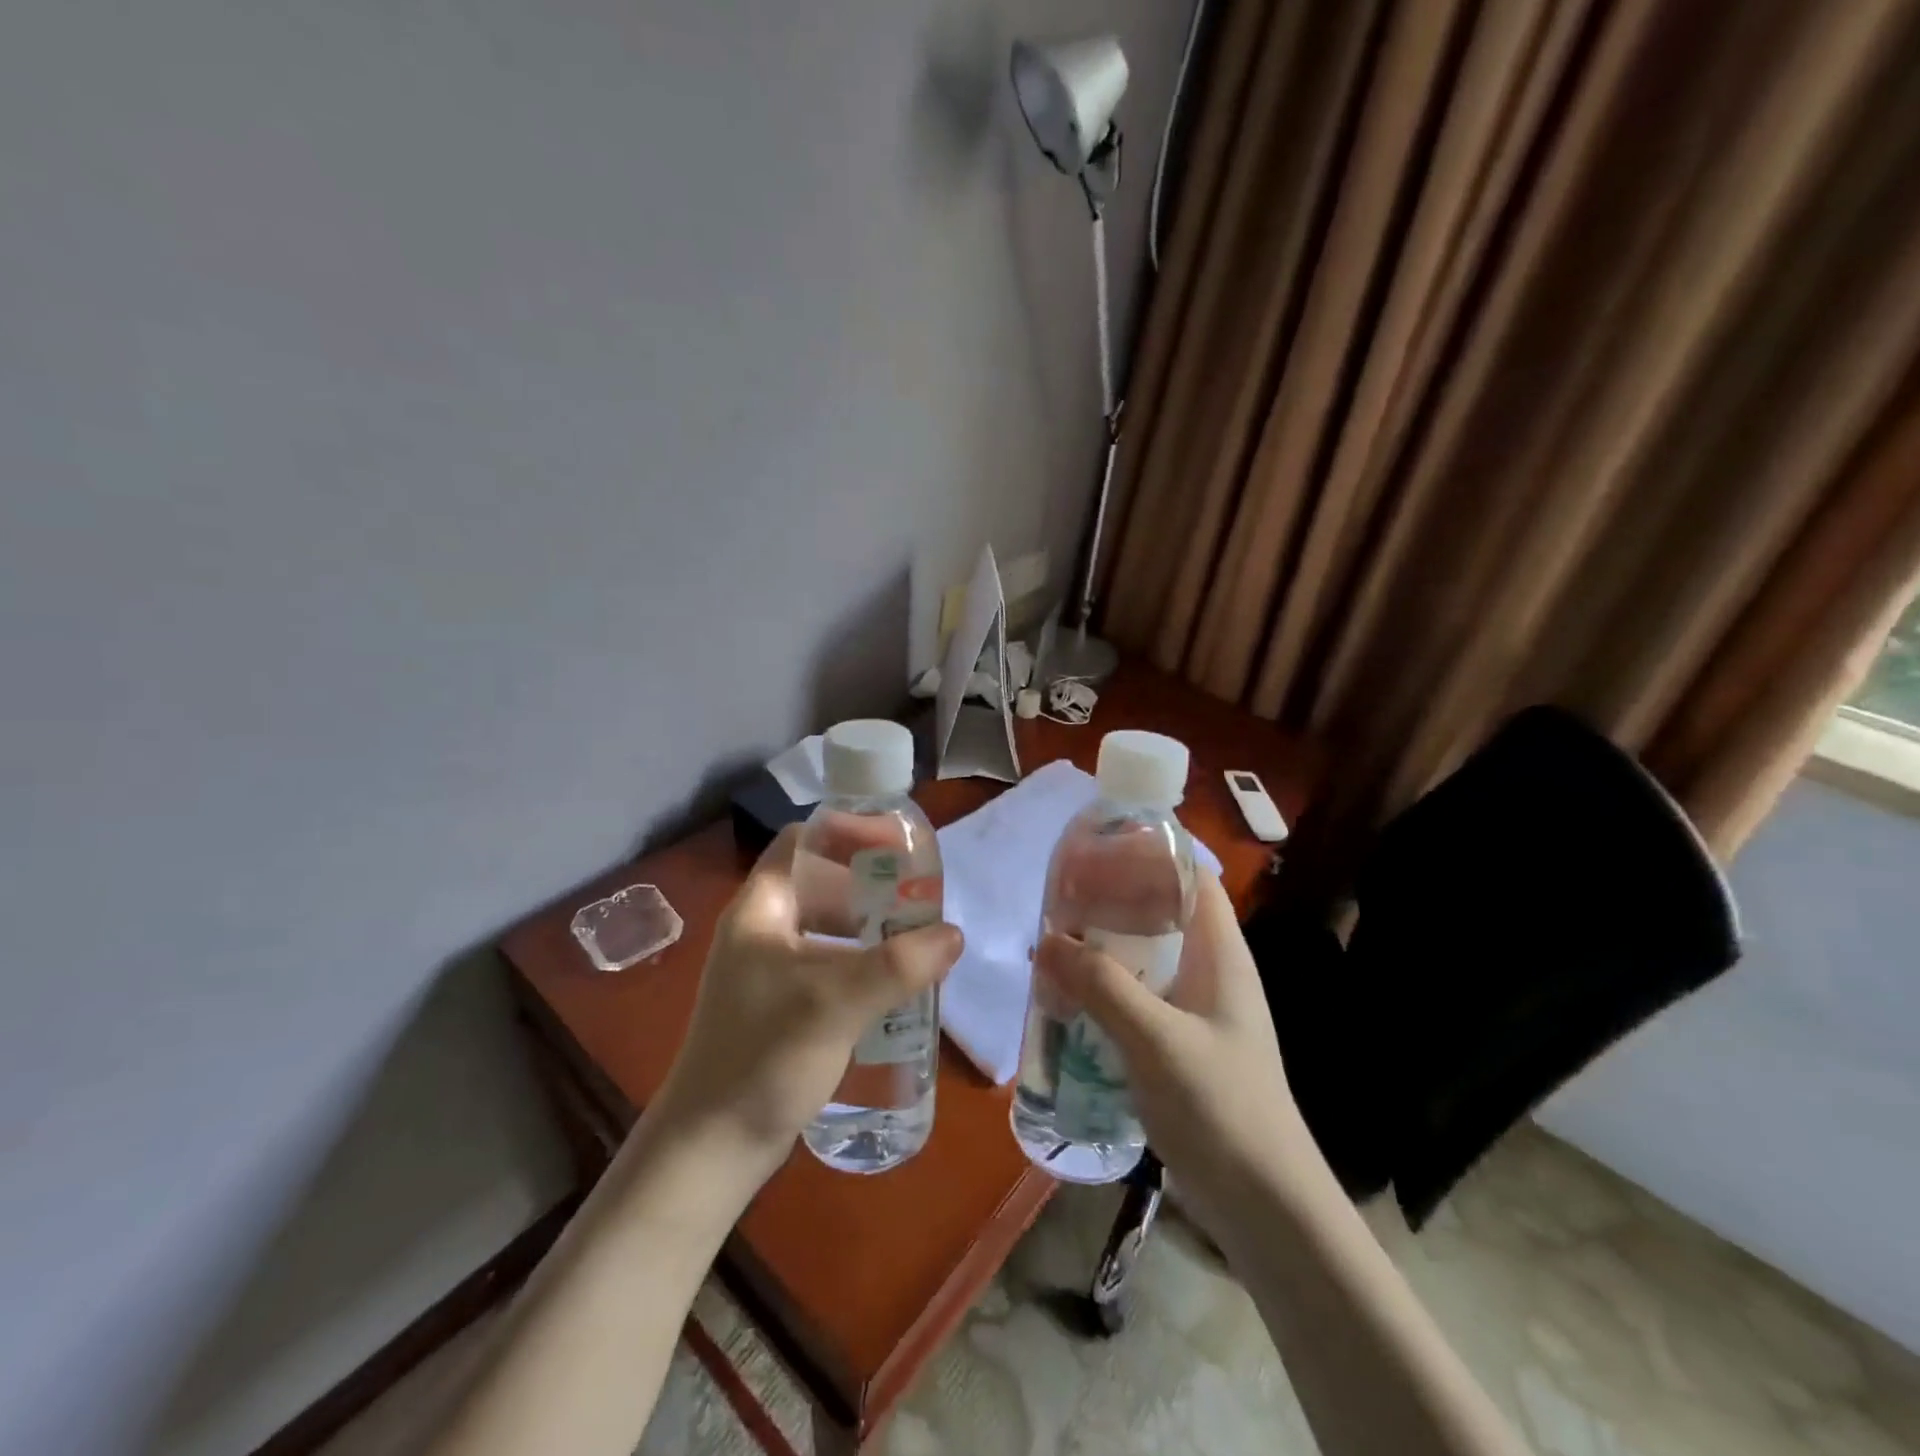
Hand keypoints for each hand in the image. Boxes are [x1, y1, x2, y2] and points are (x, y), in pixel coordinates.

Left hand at [653, 826, 963, 1173]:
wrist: (711, 1149)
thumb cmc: (763, 1056)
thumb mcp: (834, 1002)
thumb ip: (898, 965)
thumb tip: (953, 934)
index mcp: (761, 908)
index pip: (803, 841)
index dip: (848, 833)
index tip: (897, 846)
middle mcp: (762, 929)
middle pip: (821, 883)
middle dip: (870, 884)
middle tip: (919, 893)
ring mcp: (769, 970)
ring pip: (827, 926)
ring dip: (870, 926)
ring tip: (916, 935)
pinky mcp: (781, 1006)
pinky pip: (828, 964)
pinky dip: (861, 963)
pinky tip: (894, 983)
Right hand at [1034, 871, 1312, 1233]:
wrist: (1264, 1207)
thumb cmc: (1222, 1108)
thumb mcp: (1156, 1040)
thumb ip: (1102, 985)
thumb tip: (1047, 939)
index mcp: (1222, 955)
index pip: (1194, 879)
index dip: (1153, 854)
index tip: (1099, 847)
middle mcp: (1211, 973)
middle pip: (1163, 915)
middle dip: (1114, 901)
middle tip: (1059, 898)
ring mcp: (1197, 1011)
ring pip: (1146, 959)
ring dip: (1104, 949)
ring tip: (1053, 942)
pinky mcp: (1180, 1045)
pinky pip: (1139, 999)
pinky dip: (1106, 990)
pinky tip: (1069, 999)